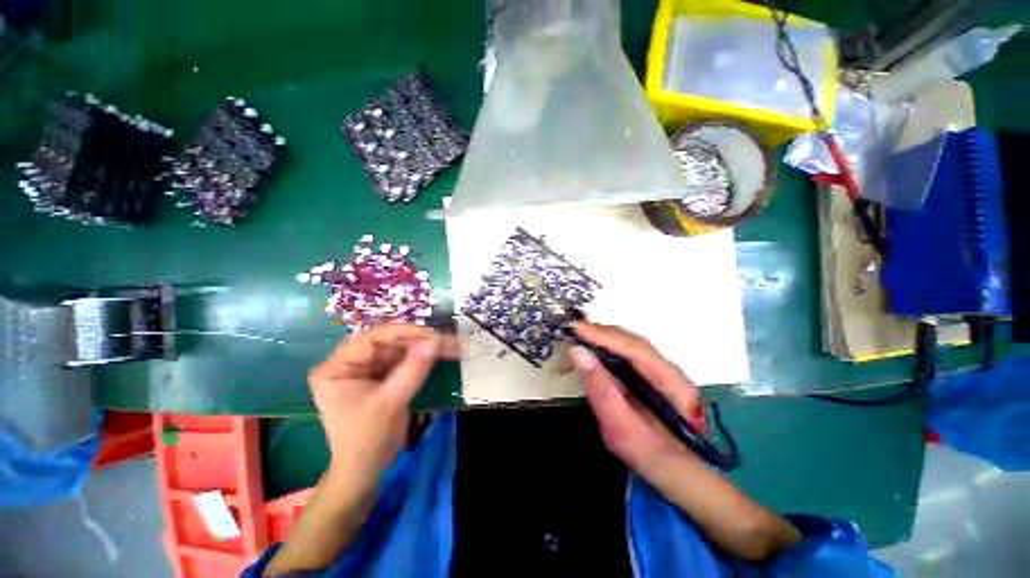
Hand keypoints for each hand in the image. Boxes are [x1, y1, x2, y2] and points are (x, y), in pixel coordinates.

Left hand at [308, 325, 457, 485]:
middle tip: (444, 339)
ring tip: (448, 345)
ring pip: (398, 351)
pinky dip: (421, 359)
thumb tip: (435, 341)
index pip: (370, 339)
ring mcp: (366, 370)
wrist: (366, 470)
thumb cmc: (367, 440)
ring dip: (423, 348)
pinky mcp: (381, 378)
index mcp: (336, 368)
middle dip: (417, 341)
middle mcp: (349, 364)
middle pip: (387, 343)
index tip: (430, 333)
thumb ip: (412, 370)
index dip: (401, 332)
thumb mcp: (389, 403)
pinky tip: (439, 355)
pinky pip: (403, 362)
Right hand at [568, 322, 704, 479]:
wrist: (671, 467)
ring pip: (628, 343)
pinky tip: (591, 354)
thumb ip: (599, 388)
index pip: (634, 348)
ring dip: (600, 340)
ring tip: (576, 344)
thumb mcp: (618, 426)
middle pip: (631, 341)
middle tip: (570, 335)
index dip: (603, 336)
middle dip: (599, 335)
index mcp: (670, 383)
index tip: (575, 330)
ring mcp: (662, 368)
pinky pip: (626, 351)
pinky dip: (605, 348)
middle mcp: (670, 368)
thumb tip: (577, 351)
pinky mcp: (652, 371)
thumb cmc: (646, 452)